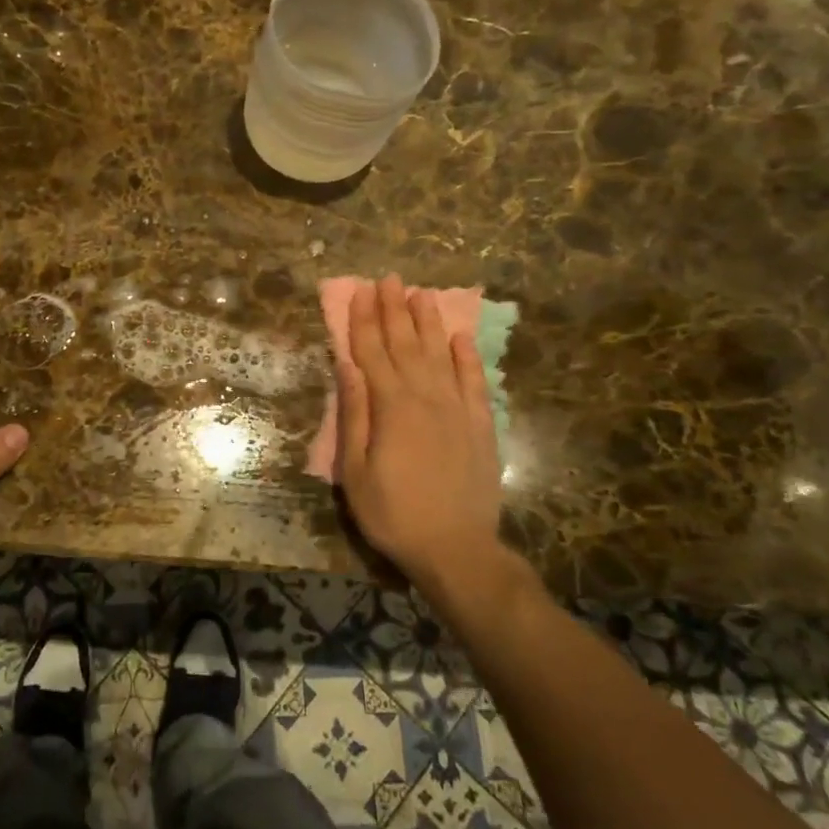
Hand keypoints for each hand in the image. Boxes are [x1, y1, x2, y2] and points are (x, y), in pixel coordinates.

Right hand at [337, 274, 508, 600]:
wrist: (457, 549)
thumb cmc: (393, 513)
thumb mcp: (355, 470)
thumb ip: (354, 415)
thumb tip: (348, 367)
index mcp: (391, 406)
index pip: (372, 352)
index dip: (364, 320)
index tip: (360, 291)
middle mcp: (426, 397)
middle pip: (406, 344)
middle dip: (394, 309)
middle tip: (389, 278)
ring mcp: (457, 409)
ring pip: (440, 354)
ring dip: (428, 322)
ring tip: (420, 294)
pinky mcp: (480, 426)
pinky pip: (474, 382)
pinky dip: (467, 357)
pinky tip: (459, 337)